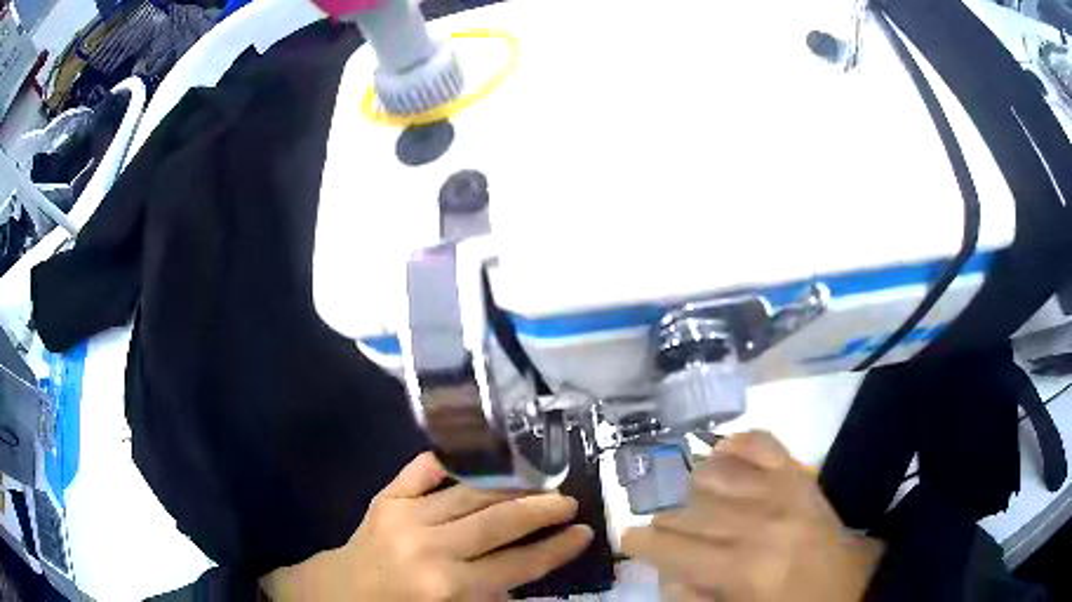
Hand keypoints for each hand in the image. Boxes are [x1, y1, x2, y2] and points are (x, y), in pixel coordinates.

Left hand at [261, 452, 592, 600]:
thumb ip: (491, 595)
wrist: (339, 593)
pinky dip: (452, 462)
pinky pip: (422, 471)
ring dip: (508, 487)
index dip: (555, 548)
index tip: (583, 532)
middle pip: (498, 523)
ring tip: (537, 482)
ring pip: (469, 494)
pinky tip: (478, 456)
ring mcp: (404, 517)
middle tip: (569, 500)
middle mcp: (429, 549)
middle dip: (541, 510)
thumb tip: (526, 567)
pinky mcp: (385, 499)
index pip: (517, 565)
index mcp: (447, 588)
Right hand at [621, 431, 883, 601]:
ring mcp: (782, 490)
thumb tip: (665, 570)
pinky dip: (737, 443)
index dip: (642, 543)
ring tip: (689, 499)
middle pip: (689, 510)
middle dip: (664, 519)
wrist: (852, 584)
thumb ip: (694, 597)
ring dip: (692, 485)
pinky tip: (722, 454)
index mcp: (742, 568)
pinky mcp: (800, 474)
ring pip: (715, 472)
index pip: (673, 548)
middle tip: (658, 527)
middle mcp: (758, 522)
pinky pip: (761, 442)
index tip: (628, 540)